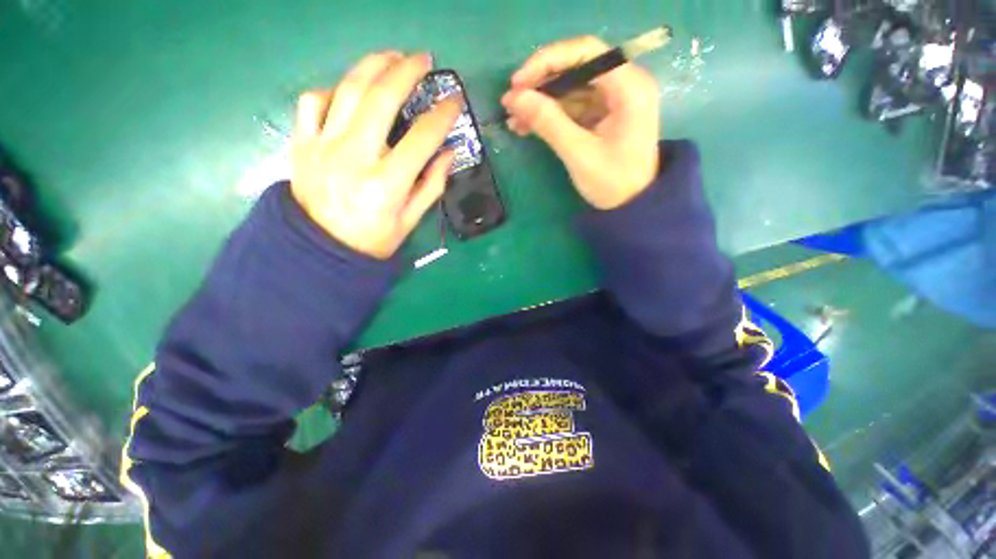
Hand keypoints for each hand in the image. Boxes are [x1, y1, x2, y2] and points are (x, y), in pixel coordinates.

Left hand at [291, 52, 460, 258]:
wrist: (321, 249)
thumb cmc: (373, 240)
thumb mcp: (410, 221)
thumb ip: (432, 185)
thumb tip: (449, 153)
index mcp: (387, 183)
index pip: (422, 137)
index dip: (443, 114)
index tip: (455, 101)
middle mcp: (355, 157)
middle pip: (381, 98)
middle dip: (407, 71)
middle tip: (424, 60)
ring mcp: (324, 146)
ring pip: (348, 89)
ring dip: (373, 65)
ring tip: (392, 58)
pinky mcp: (302, 143)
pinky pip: (313, 101)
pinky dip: (334, 89)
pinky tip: (349, 91)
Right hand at [501, 36, 660, 209]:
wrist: (632, 207)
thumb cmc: (613, 183)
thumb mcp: (579, 154)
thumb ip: (548, 122)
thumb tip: (514, 98)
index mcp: (629, 87)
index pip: (585, 52)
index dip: (547, 62)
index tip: (518, 82)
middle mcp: (624, 85)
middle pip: (576, 68)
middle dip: (541, 85)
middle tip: (511, 101)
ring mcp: (613, 100)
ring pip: (571, 89)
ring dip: (541, 103)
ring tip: (513, 120)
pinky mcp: (603, 116)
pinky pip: (572, 107)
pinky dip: (550, 115)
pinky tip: (527, 126)